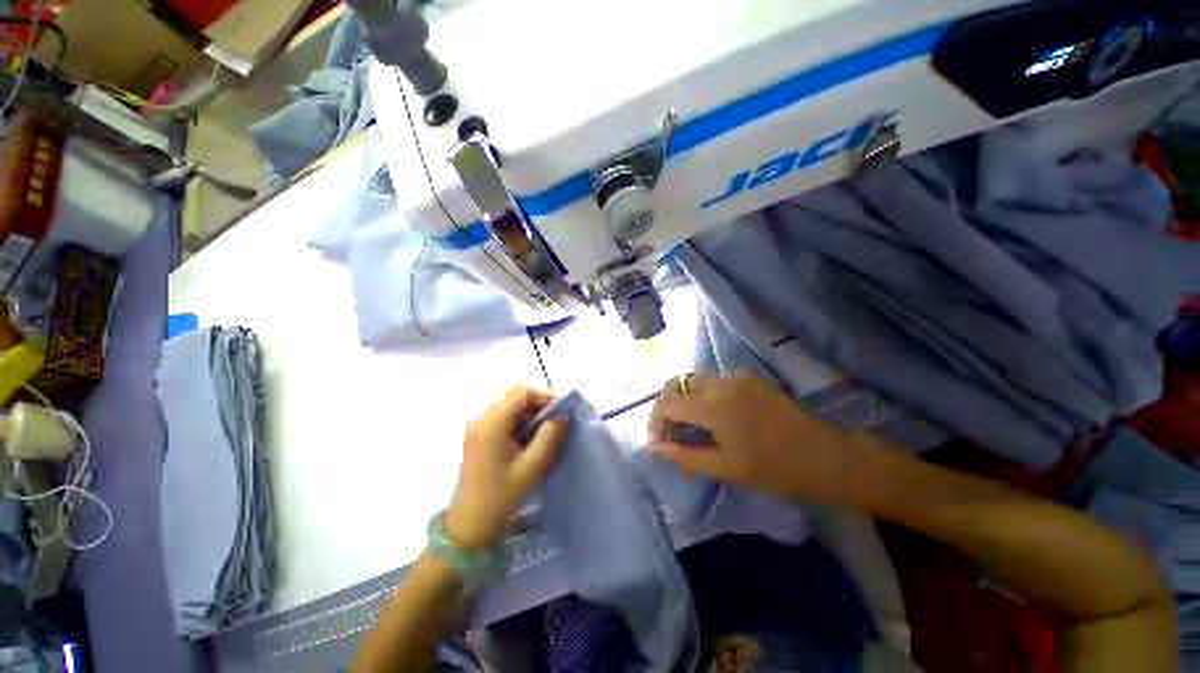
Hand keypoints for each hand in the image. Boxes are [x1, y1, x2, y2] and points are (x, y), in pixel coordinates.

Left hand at [444, 387, 566, 550]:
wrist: (469, 527)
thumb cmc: (500, 498)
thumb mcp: (531, 468)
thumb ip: (549, 438)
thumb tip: (562, 416)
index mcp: (491, 425)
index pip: (521, 393)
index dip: (544, 396)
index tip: (563, 409)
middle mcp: (481, 420)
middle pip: (513, 395)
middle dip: (537, 401)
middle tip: (556, 417)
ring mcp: (477, 429)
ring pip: (508, 405)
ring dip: (529, 411)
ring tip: (547, 428)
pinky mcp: (478, 438)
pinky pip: (503, 418)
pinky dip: (520, 420)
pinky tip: (531, 437)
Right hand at [648, 372, 873, 504]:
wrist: (828, 457)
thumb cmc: (776, 469)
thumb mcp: (725, 468)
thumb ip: (684, 456)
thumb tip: (653, 449)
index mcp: (714, 406)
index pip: (667, 403)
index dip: (654, 421)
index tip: (657, 441)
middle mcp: (721, 383)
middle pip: (677, 384)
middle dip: (666, 406)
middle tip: (670, 432)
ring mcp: (737, 377)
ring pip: (694, 380)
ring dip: (684, 399)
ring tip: (689, 426)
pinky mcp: (750, 378)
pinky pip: (714, 381)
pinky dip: (702, 395)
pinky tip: (712, 417)